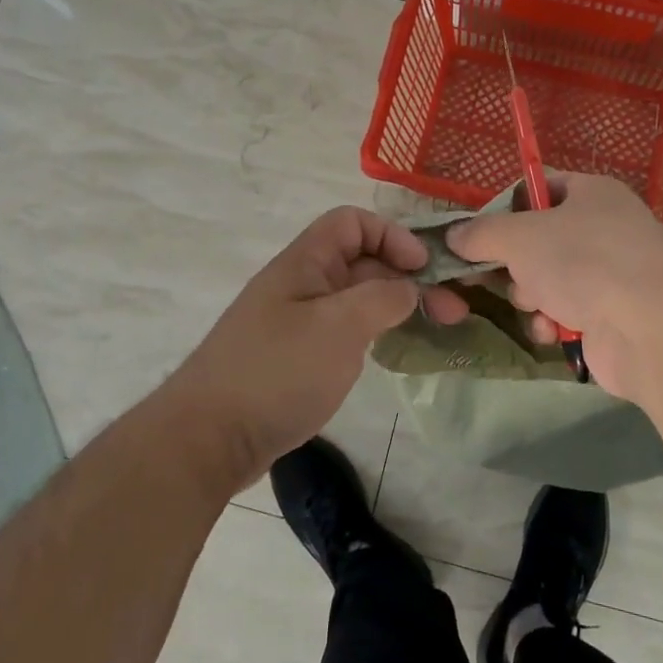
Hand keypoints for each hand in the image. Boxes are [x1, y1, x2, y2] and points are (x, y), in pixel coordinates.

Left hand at [164, 206, 462, 490]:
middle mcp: (301, 285)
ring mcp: (298, 323)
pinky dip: (376, 332)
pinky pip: (345, 330)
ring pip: (357, 298)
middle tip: (453, 309)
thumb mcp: (339, 326)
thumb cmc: (277, 372)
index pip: (352, 222)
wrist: (209, 439)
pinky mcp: (298, 358)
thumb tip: (407, 288)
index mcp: (304, 263)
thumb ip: (382, 297)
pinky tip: (395, 350)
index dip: (392, 236)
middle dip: (408, 276)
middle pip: (362, 261)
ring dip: (398, 305)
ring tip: (438, 327)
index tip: (424, 269)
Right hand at [446, 173, 662, 399]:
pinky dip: (552, 322)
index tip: (477, 231)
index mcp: (591, 193)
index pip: (539, 187)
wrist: (650, 327)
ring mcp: (608, 274)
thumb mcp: (519, 236)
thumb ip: (481, 233)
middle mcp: (602, 229)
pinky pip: (563, 313)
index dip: (506, 206)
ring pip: (546, 280)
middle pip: (538, 239)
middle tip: (497, 272)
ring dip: (530, 295)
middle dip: (514, 261)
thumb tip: (453, 236)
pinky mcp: (609, 316)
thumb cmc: (583, 260)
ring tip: (536, 303)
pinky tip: (552, 329)